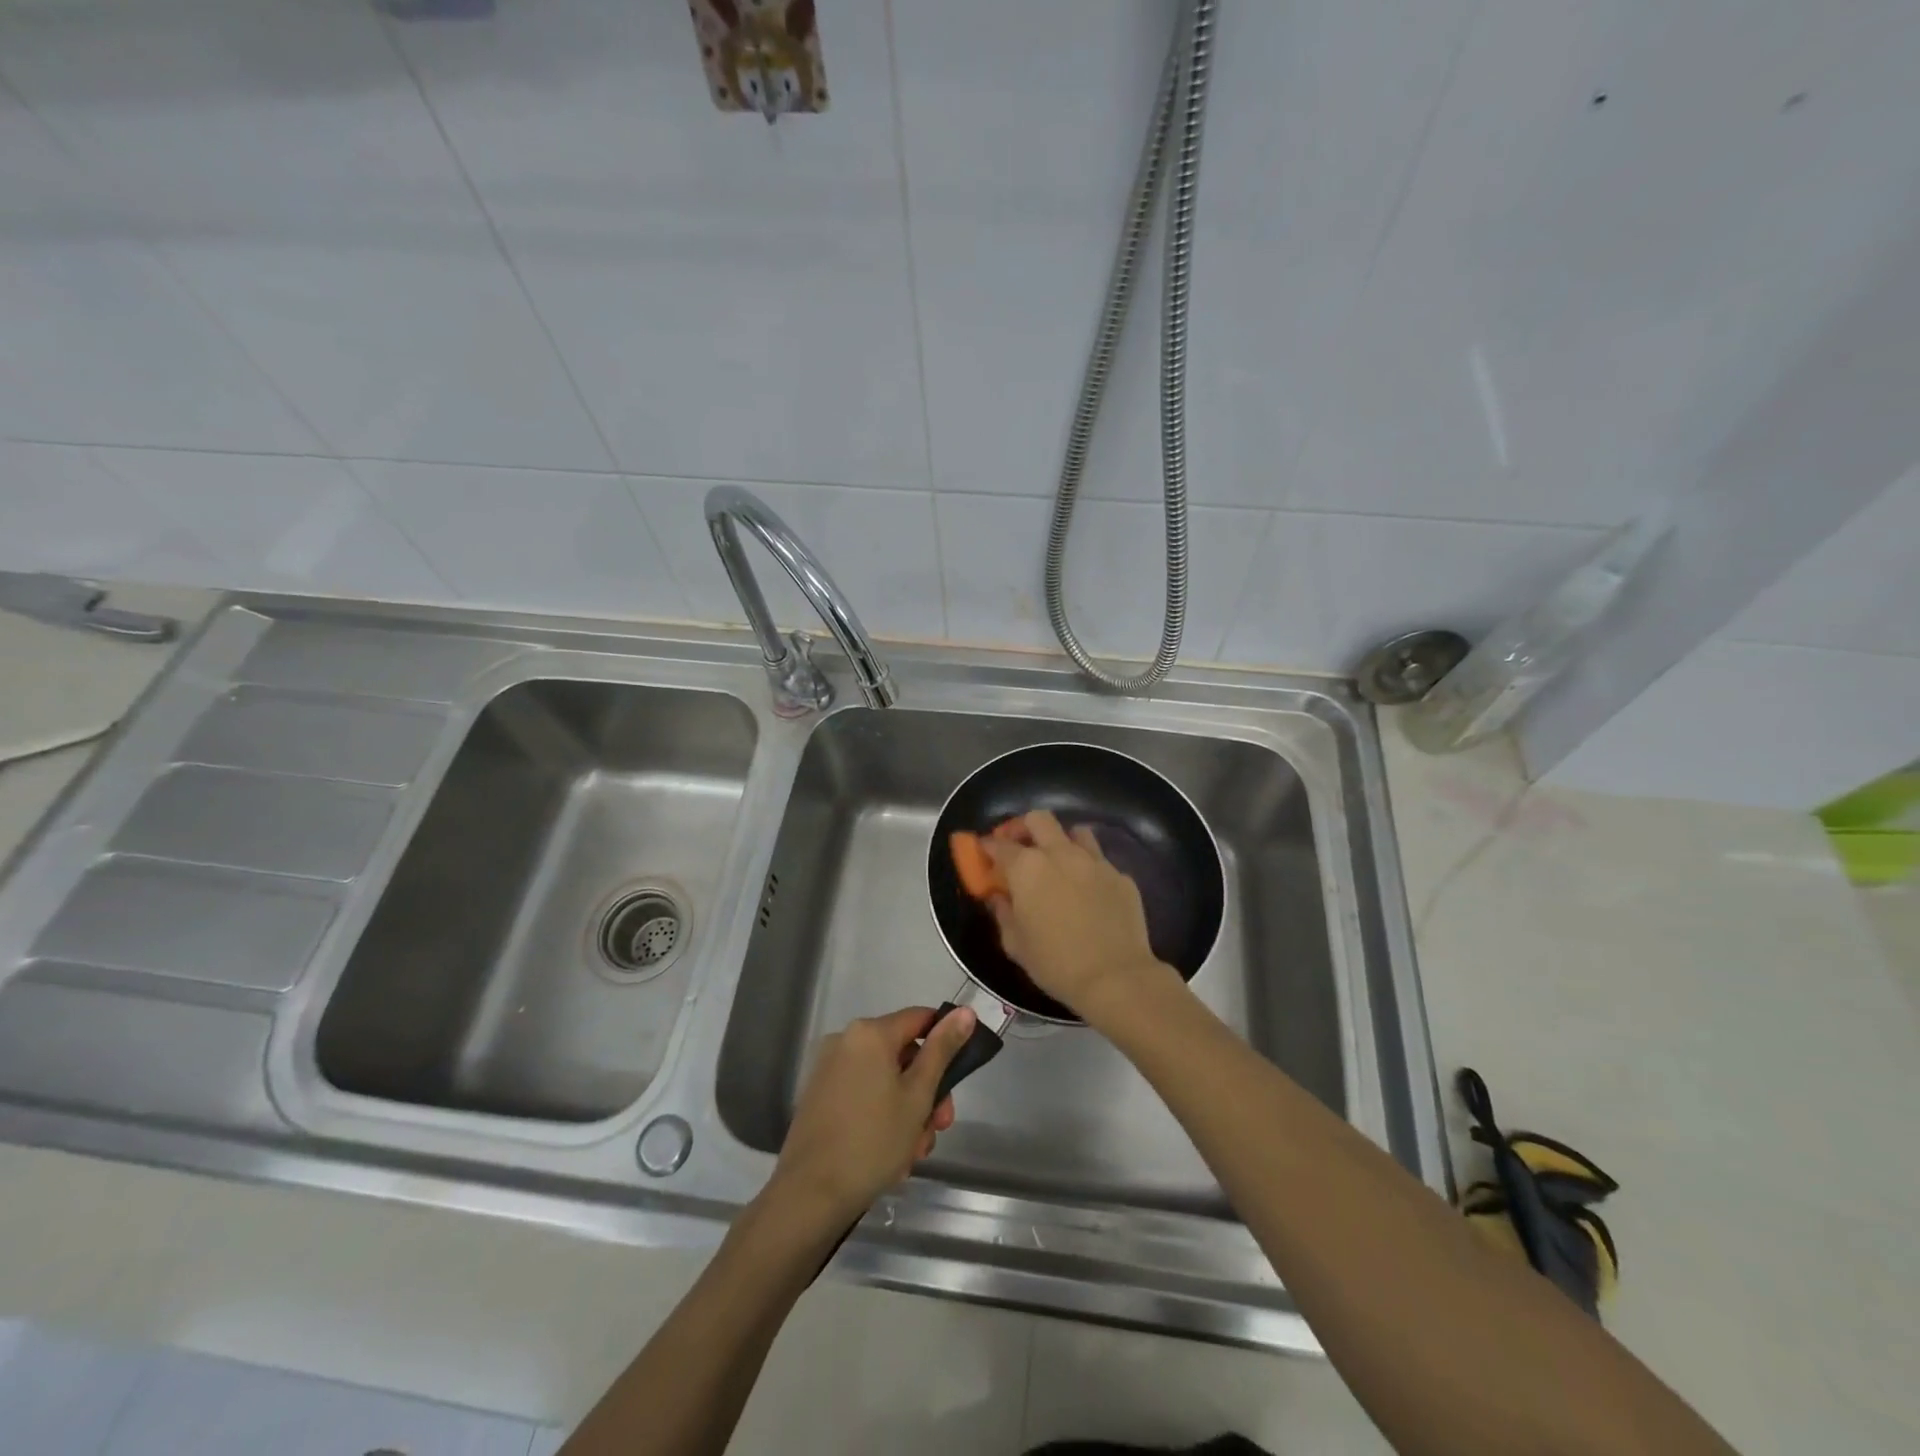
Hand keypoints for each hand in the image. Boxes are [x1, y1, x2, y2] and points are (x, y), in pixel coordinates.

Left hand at [766, 1005, 975, 1231]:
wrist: (810, 1195)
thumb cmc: (873, 1141)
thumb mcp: (918, 1095)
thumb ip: (942, 1050)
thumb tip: (965, 1012)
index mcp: (870, 1033)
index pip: (920, 1019)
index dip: (944, 1042)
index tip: (957, 1079)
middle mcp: (845, 1041)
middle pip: (902, 1054)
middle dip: (927, 1090)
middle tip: (938, 1127)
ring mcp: (829, 1069)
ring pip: (884, 1080)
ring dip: (906, 1111)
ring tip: (913, 1153)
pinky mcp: (819, 1097)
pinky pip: (863, 1094)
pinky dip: (881, 1116)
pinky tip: (890, 1154)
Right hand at [982, 811, 1178, 1018]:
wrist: (1115, 977)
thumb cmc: (1055, 963)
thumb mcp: (1015, 944)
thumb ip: (1002, 913)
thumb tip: (998, 896)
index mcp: (1028, 868)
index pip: (999, 845)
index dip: (987, 846)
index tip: (984, 853)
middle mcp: (1060, 853)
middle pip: (1038, 819)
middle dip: (1024, 827)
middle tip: (1019, 847)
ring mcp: (1095, 861)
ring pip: (1075, 832)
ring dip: (1061, 841)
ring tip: (1057, 863)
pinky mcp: (1120, 875)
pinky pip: (1100, 861)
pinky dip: (1088, 869)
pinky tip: (1088, 891)